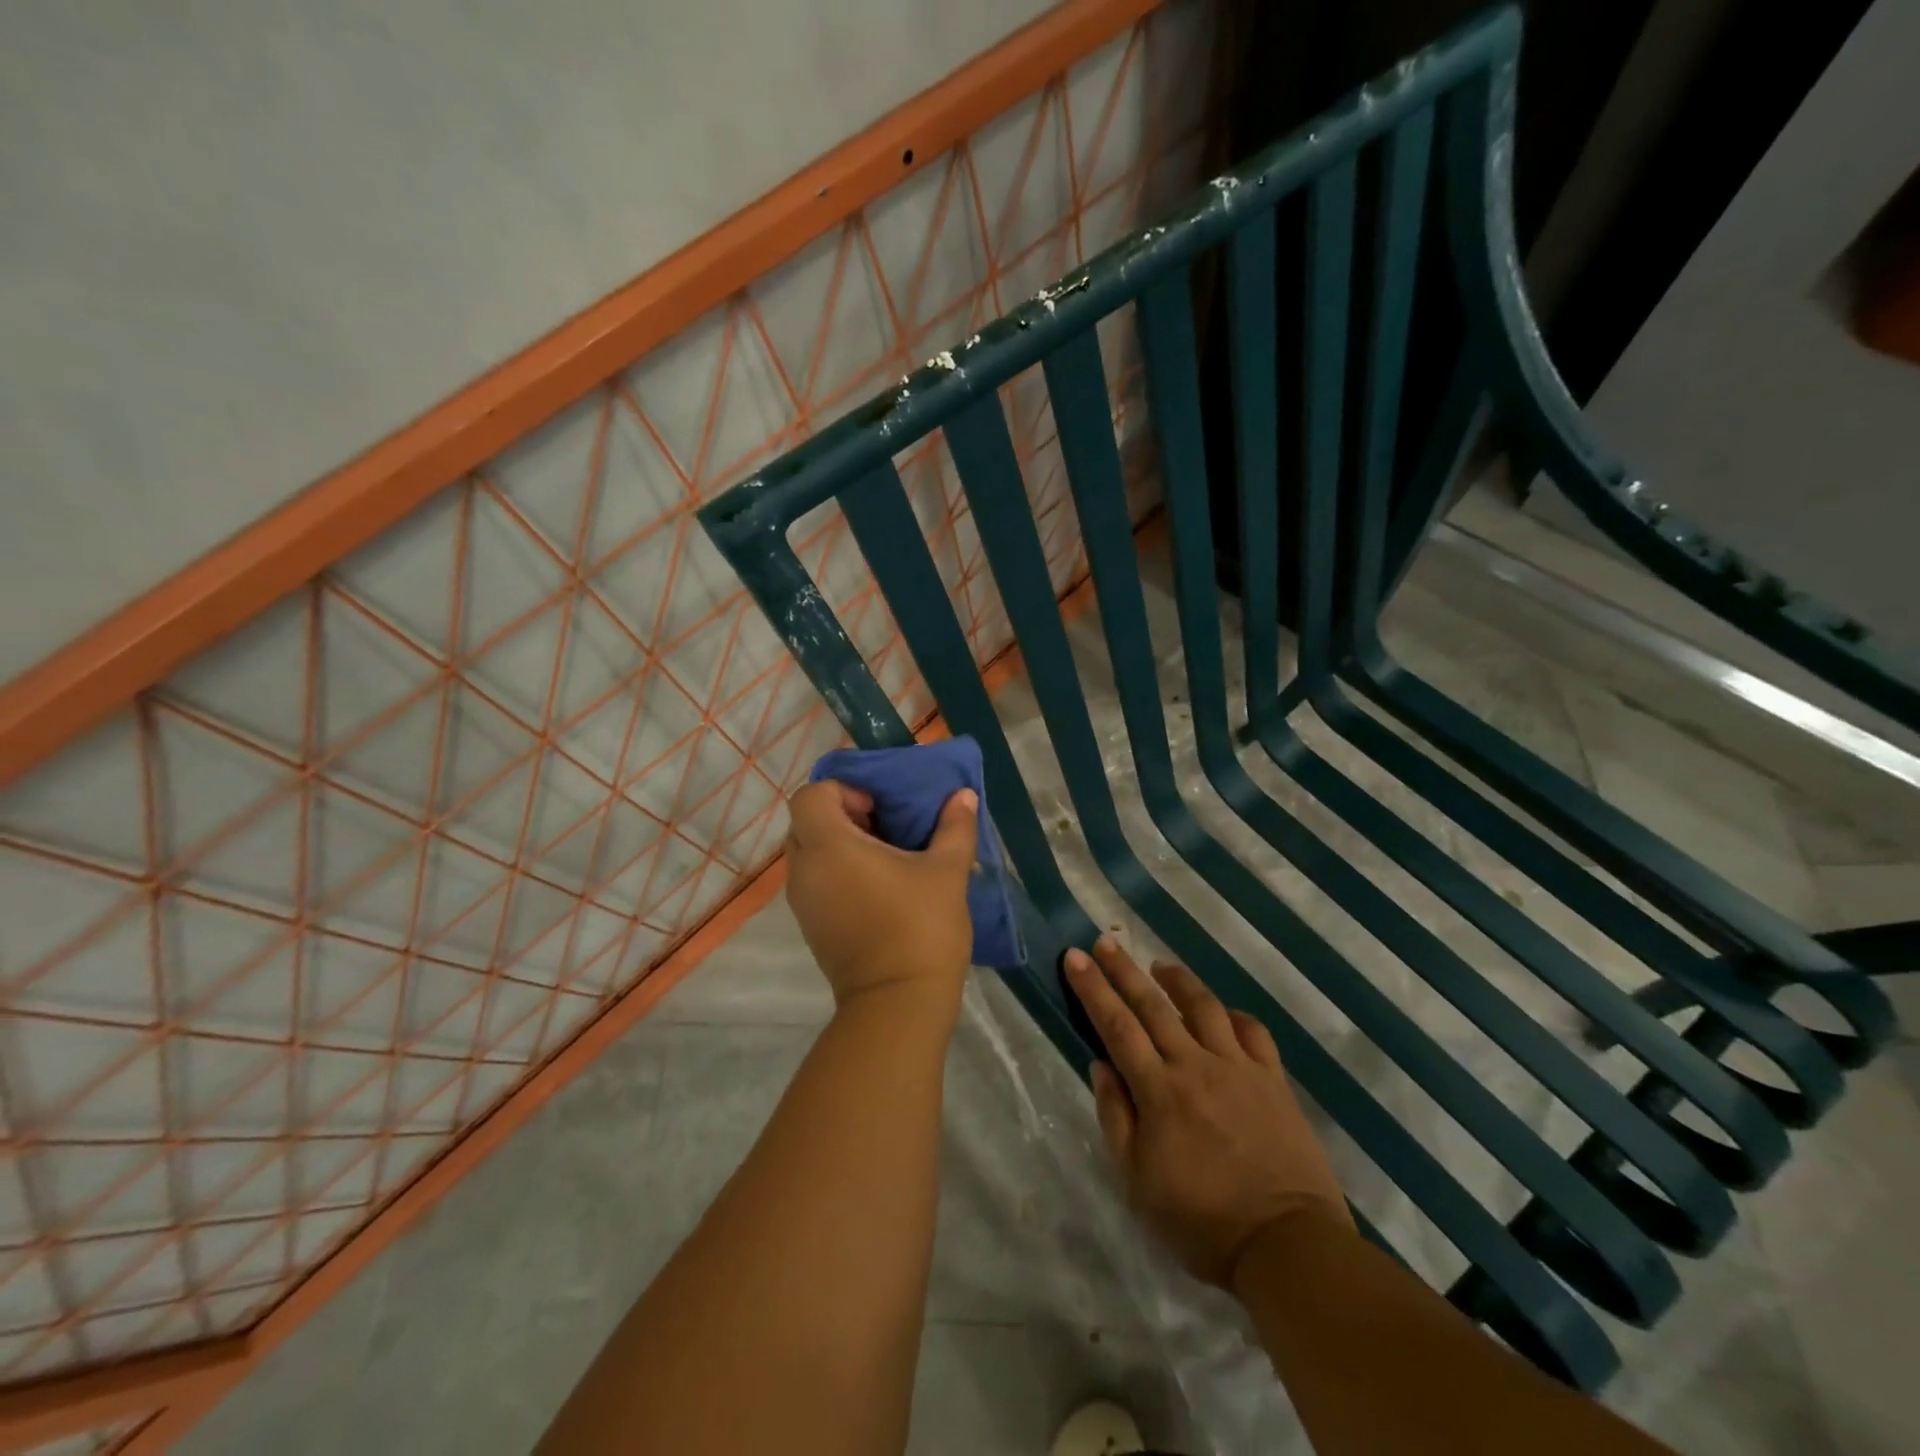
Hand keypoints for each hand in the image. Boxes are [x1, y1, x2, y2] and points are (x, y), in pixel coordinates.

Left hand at [784, 779, 978, 1010]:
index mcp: (830, 847)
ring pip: (808, 853)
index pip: (810, 796)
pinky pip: (814, 880)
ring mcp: (803, 902)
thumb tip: (964, 796)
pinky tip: (877, 887)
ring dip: (838, 844)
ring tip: (883, 856)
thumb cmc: (921, 928)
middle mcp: (805, 870)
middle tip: (881, 826)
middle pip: (805, 821)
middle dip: (840, 815)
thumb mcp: (947, 872)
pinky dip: (836, 871)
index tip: (877, 809)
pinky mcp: (811, 926)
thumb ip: (955, 827)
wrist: (897, 1004)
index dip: (842, 791)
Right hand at [1064, 938, 1350, 1287]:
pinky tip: (1221, 1012)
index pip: (1117, 1026)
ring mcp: (1239, 1069)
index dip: (1093, 988)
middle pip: (1154, 1005)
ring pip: (1204, 1007)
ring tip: (1159, 964)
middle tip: (1105, 941)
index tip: (1075, 956)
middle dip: (1124, 970)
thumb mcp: (1138, 1183)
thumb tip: (1101, 1065)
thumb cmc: (1202, 1223)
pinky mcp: (1274, 1080)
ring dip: (1178, 980)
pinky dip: (1233, 1015)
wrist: (1287, 1247)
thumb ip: (1117, 1118)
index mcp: (1159, 1092)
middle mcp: (1196, 1066)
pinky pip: (1253, 1032)